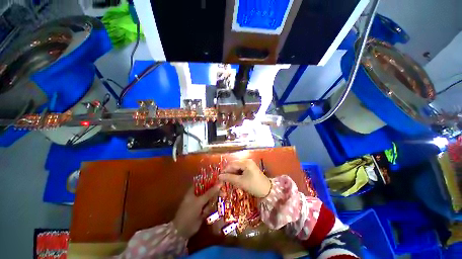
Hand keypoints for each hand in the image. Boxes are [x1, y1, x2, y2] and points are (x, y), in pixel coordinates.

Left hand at [173, 185, 219, 238]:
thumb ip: (210, 193)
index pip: (204, 182)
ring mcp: (200, 203)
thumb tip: (220, 184)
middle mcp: (197, 195)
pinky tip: (205, 213)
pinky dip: (209, 208)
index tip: (219, 180)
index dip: (211, 180)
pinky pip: (209, 206)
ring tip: (208, 207)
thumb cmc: (189, 212)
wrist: (183, 230)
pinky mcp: (203, 210)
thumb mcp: (200, 201)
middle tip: (222, 191)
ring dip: (212, 201)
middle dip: (214, 191)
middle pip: (208, 190)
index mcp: (194, 190)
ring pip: (210, 198)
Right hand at [219, 159, 271, 197]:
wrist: (267, 190)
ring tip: (229, 180)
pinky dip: (237, 173)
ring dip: (233, 173)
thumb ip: (229, 178)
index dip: (225, 170)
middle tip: (223, 179)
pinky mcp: (250, 167)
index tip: (219, 177)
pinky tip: (235, 178)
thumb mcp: (241, 182)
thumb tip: (219, 176)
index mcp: (245, 162)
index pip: (232, 164)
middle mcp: (247, 160)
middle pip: (234, 165)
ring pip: (237, 167)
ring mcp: (249, 163)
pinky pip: (241, 169)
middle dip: (229, 171)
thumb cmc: (254, 186)